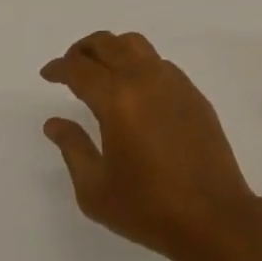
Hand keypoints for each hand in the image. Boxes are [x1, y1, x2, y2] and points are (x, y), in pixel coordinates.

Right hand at [41, 31, 261, 260]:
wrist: (213, 216)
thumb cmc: (148, 208)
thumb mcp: (95, 189)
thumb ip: (72, 148)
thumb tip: (54, 122)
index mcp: (117, 99)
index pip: (79, 69)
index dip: (59, 68)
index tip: (48, 74)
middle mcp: (144, 79)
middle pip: (108, 44)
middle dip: (83, 49)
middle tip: (70, 66)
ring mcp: (173, 82)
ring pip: (136, 45)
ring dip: (112, 50)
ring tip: (101, 71)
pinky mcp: (192, 92)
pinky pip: (158, 63)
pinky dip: (138, 64)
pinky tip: (135, 90)